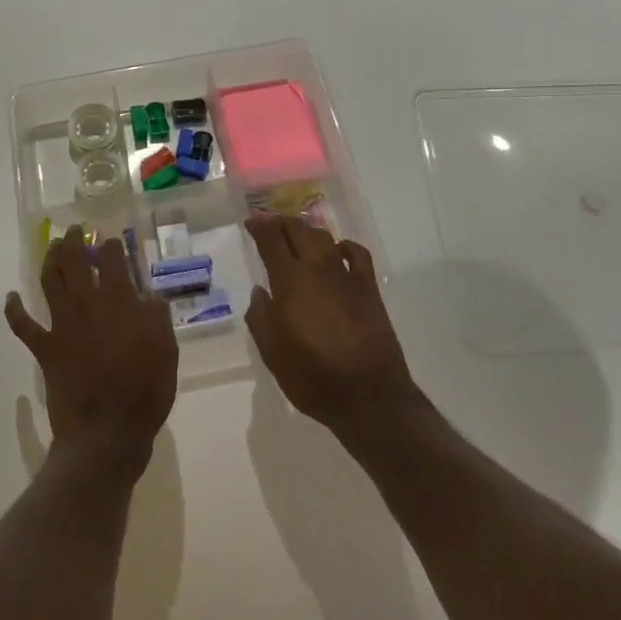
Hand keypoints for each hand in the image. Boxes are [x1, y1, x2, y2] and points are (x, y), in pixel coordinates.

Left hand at [6, 225, 177, 474]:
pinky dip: (14, 310)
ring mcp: (62, 325)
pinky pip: (23, 325)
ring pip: (49, 281)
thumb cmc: (144, 392)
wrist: (107, 432)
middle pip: (74, 261)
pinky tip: (11, 297)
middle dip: (74, 241)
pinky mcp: (45, 348)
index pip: (112, 260)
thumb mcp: (166, 350)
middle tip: (75, 231)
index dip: (111, 246)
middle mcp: (86, 304)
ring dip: (49, 260)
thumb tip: (149, 297)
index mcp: (119, 301)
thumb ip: (157, 317)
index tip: (112, 241)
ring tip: (52, 247)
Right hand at [243, 216, 420, 438]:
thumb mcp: (272, 353)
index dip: (260, 226)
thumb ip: (261, 317)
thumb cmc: (313, 377)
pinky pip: (357, 254)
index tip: (251, 223)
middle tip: (269, 225)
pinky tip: (337, 250)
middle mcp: (318, 269)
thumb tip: (260, 292)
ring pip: (324, 238)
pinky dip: (344, 245)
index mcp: (290, 282)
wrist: (369, 397)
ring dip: (307, 231)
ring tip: (297, 236)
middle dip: (281, 222)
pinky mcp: (369, 289)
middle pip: (298, 230)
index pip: (272, 240)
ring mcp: (347, 276)